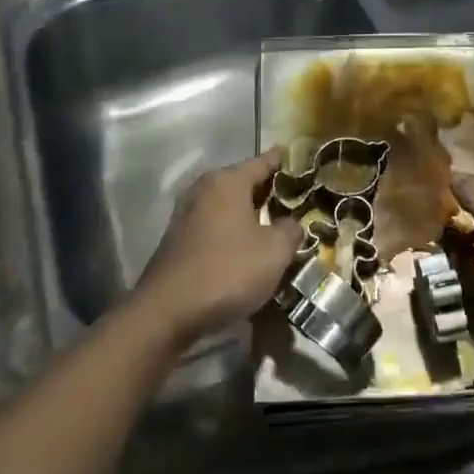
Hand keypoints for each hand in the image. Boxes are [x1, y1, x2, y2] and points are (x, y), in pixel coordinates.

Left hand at [135, 149, 297, 342]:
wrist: (167, 312)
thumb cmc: (227, 271)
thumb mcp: (274, 252)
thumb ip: (290, 230)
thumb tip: (291, 223)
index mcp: (228, 181)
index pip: (264, 161)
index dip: (287, 162)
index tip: (305, 163)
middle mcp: (204, 188)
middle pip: (245, 182)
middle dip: (270, 191)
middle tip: (297, 201)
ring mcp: (187, 213)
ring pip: (229, 206)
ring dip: (250, 214)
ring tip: (276, 227)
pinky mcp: (178, 239)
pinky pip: (215, 225)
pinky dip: (233, 231)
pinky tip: (247, 249)